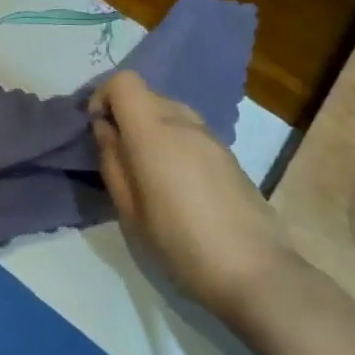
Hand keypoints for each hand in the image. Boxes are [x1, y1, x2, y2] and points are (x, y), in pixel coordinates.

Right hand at [90, 71, 290, 315]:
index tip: (98, 128)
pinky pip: (190, 131)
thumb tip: (105, 129)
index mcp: (153, 131)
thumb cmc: (180, 244)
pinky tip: (178, 183)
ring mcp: (211, 136)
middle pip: (146, 95)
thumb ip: (112, 160)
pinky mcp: (229, 154)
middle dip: (126, 115)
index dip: (104, 96)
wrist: (256, 272)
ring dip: (152, 128)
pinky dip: (174, 141)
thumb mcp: (130, 210)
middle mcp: (183, 122)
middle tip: (120, 155)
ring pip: (170, 112)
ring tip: (149, 171)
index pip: (124, 81)